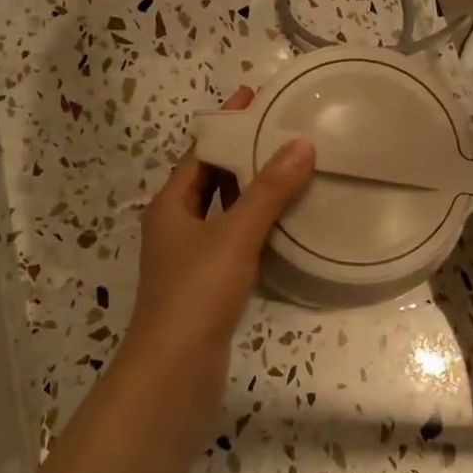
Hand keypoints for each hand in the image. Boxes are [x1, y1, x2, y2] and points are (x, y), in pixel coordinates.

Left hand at [125, 89, 313, 367]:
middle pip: (212, 179)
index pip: (200, 152)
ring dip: (253, 192)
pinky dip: (258, 227)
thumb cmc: (196, 294)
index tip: (257, 99)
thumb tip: (301, 144)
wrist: (175, 373)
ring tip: (294, 171)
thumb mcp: (234, 235)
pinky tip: (288, 225)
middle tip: (286, 133)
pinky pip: (236, 242)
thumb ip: (268, 191)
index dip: (227, 124)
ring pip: (225, 212)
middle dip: (244, 156)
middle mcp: (176, 226)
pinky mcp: (208, 286)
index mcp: (171, 205)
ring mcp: (191, 258)